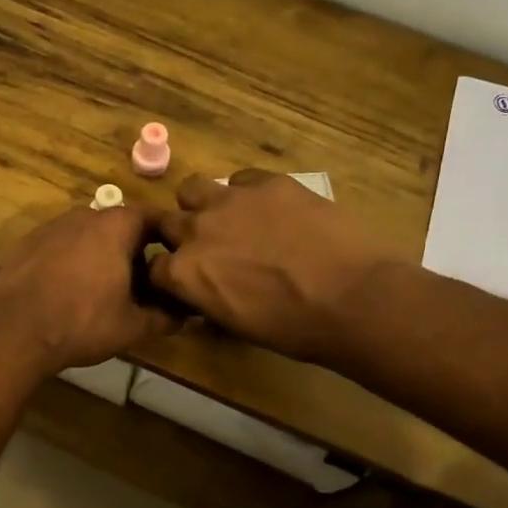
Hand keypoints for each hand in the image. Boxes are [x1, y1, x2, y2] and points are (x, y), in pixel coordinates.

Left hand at [0, 203, 177, 374]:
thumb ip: (164, 318)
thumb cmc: (83, 322)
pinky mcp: (25, 243)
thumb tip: (187, 317)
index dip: (164, 239)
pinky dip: (69, 261)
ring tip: (102, 288)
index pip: (151, 218)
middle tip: (139, 283)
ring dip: (98, 254)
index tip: (170, 262)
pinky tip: (67, 290)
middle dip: (130, 250)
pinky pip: (59, 246)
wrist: (16, 330)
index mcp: (115, 226)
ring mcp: (50, 227)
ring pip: (86, 235)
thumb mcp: (133, 327)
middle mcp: (83, 215)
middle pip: (117, 225)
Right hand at [151, 170, 400, 363]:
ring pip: (192, 188)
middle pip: (167, 223)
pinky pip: (242, 179)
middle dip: (180, 236)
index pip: (154, 268)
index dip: (169, 274)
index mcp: (184, 274)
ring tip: (229, 218)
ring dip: (202, 204)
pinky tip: (271, 209)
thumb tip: (202, 300)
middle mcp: (196, 231)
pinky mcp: (268, 182)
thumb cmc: (295, 328)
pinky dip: (247, 193)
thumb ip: (208, 304)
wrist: (354, 298)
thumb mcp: (238, 326)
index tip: (185, 280)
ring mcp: (230, 200)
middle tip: (209, 248)